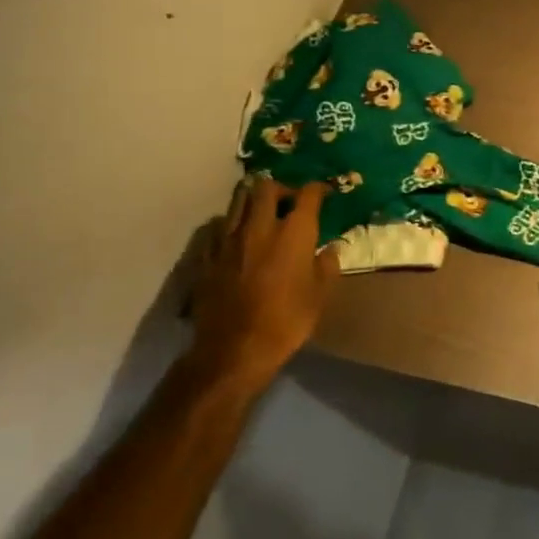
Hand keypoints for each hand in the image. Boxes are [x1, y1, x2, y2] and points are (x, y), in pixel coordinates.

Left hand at [185, 179, 339, 395]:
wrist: (234, 351)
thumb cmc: (287, 321)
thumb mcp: (320, 295)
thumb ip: (327, 265)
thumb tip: (330, 248)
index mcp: (294, 232)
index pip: (308, 193)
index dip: (318, 188)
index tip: (324, 193)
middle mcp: (261, 226)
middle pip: (266, 186)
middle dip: (281, 188)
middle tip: (289, 201)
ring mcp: (229, 239)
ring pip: (238, 200)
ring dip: (253, 200)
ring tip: (262, 214)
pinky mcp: (208, 256)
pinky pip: (218, 227)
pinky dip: (231, 225)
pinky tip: (237, 238)